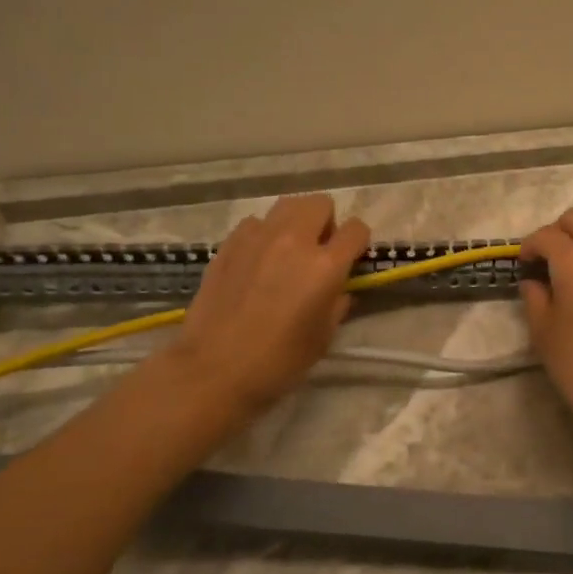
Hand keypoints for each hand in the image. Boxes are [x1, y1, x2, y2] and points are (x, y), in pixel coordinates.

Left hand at [171, 195, 370, 417]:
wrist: (214, 370)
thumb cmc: (279, 362)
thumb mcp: (324, 336)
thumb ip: (337, 303)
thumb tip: (339, 288)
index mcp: (324, 265)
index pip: (356, 229)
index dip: (358, 242)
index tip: (352, 258)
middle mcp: (293, 240)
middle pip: (320, 203)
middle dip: (327, 222)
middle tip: (320, 251)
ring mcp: (257, 238)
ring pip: (286, 205)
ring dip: (296, 222)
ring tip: (289, 250)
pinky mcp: (229, 245)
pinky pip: (255, 223)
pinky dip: (263, 234)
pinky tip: (258, 260)